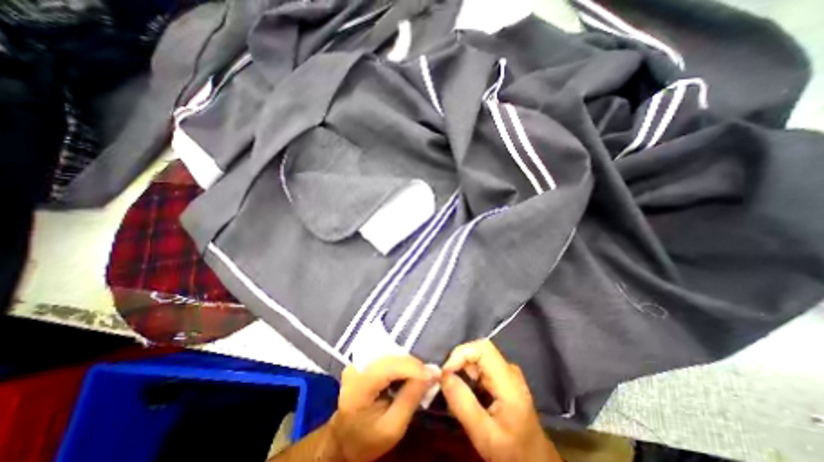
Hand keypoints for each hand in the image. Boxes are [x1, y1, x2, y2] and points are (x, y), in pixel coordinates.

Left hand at [327, 356, 435, 460]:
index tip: (434, 375)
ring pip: (390, 352)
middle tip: (429, 377)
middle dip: (413, 365)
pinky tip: (407, 373)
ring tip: (420, 376)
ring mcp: (357, 361)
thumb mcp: (393, 428)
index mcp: (358, 388)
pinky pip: (386, 354)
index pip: (389, 367)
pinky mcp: (361, 360)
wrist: (344, 440)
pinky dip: (399, 362)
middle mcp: (355, 368)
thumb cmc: (367, 439)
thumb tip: (432, 373)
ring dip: (407, 362)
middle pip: (390, 356)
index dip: (414, 367)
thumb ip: (411, 398)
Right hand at [441, 340, 563, 461]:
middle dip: (459, 362)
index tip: (445, 373)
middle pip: (479, 350)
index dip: (461, 353)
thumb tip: (443, 375)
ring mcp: (507, 372)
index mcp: (509, 381)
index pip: (482, 348)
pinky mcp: (502, 377)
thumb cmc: (512, 452)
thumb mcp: (484, 435)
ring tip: (454, 391)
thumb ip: (463, 404)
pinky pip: (480, 366)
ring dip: (462, 369)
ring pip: (478, 357)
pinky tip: (465, 394)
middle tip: (446, 383)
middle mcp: (509, 370)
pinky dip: (468, 375)